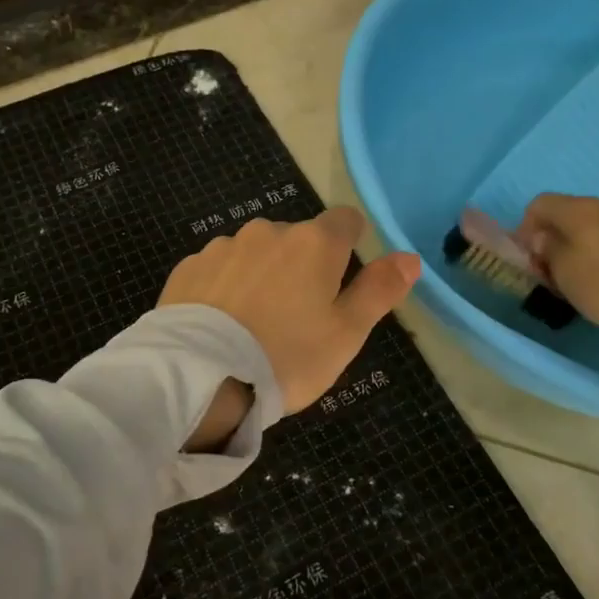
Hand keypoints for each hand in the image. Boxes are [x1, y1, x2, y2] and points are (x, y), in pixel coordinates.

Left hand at [159, 207, 421, 416]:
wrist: (204, 378)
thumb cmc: (288, 357)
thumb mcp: (347, 333)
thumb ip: (379, 290)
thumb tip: (409, 257)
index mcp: (314, 243)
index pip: (345, 220)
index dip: (350, 243)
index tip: (341, 276)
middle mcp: (267, 231)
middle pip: (297, 238)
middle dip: (301, 265)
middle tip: (296, 316)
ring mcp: (223, 246)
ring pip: (254, 252)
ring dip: (261, 274)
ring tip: (253, 323)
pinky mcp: (188, 267)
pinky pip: (218, 268)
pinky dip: (224, 286)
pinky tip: (220, 322)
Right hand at [517, 195, 598, 334]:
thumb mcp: (563, 271)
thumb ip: (546, 251)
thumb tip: (543, 239)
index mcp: (577, 209)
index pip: (538, 205)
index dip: (524, 229)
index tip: (527, 259)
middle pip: (565, 218)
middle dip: (551, 243)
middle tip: (549, 274)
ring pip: (590, 232)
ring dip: (576, 252)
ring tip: (577, 283)